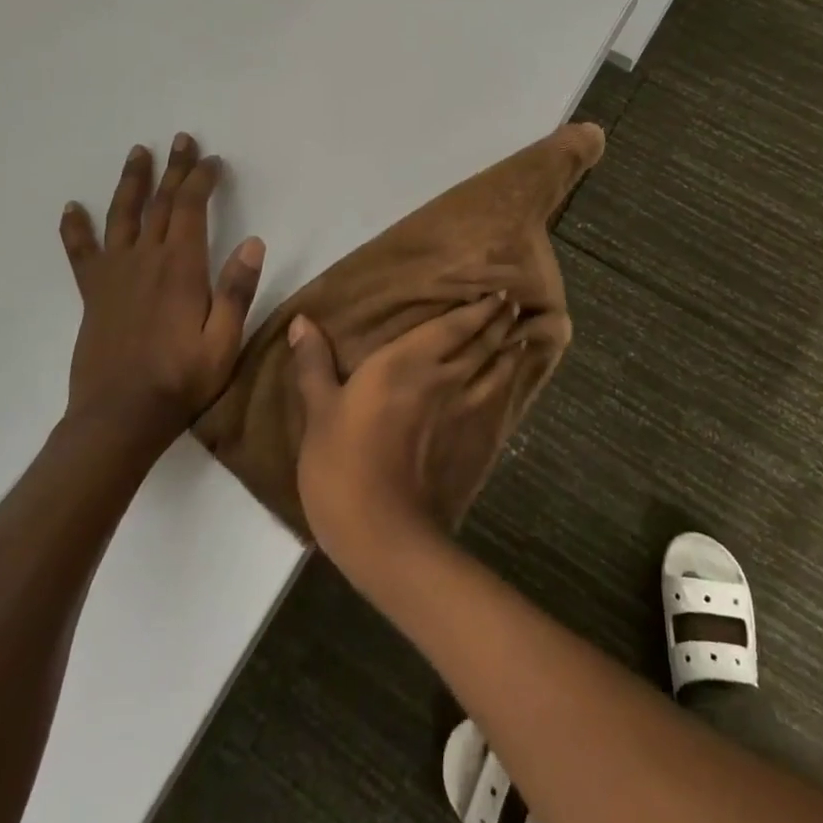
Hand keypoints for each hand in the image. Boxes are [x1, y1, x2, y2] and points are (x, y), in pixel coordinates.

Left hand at [59, 134, 264, 452]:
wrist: (120, 417)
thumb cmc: (182, 379)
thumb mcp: (225, 340)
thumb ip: (237, 290)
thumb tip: (254, 242)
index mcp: (181, 268)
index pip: (191, 209)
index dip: (201, 180)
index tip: (212, 160)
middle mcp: (146, 261)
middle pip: (159, 203)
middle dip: (173, 169)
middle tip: (181, 140)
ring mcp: (115, 275)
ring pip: (122, 216)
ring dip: (131, 182)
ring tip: (137, 153)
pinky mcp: (93, 293)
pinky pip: (81, 253)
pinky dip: (75, 229)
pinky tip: (72, 208)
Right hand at [290, 295, 522, 574]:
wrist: (383, 530)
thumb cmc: (343, 464)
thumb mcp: (318, 411)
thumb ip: (314, 364)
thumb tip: (302, 320)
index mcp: (405, 361)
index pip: (452, 326)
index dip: (476, 309)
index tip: (498, 292)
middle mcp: (442, 376)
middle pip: (479, 343)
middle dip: (497, 322)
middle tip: (512, 305)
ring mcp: (462, 410)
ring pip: (493, 369)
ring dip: (508, 349)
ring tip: (519, 337)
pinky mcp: (471, 440)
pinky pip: (495, 400)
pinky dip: (506, 383)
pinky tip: (509, 382)